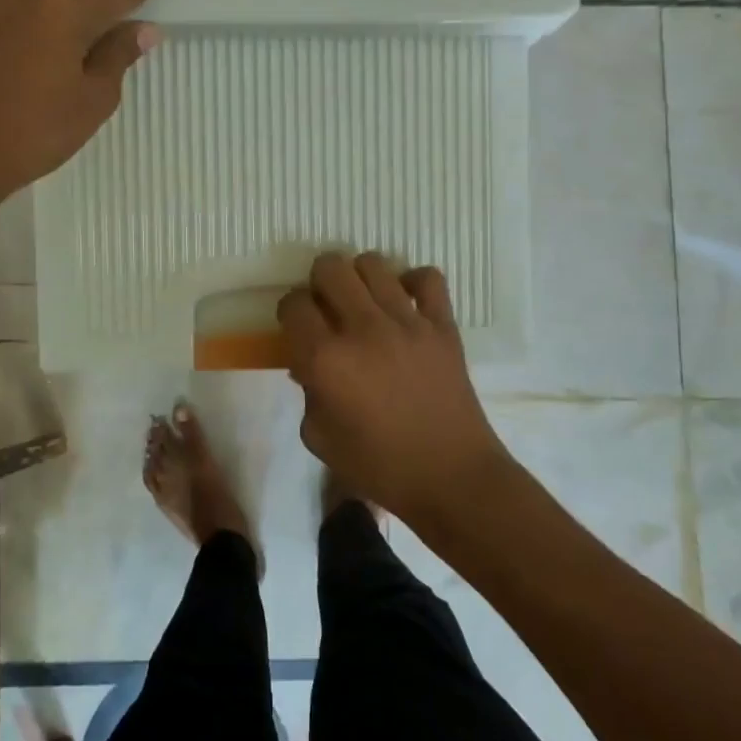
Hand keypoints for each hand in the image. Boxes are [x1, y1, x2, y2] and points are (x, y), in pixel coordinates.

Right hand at [279, 252, 508, 523]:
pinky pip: (428, 278)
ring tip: (364, 302)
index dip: (290, 311)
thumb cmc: (379, 466)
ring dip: (360, 277)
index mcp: (326, 359)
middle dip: (319, 282)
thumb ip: (307, 391)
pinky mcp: (442, 325)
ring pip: (373, 263)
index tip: (297, 326)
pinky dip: (413, 282)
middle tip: (327, 307)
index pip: (294, 303)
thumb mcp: (319, 437)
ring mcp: (407, 322)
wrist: (451, 476)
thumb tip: (308, 362)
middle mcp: (363, 329)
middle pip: (330, 267)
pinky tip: (405, 303)